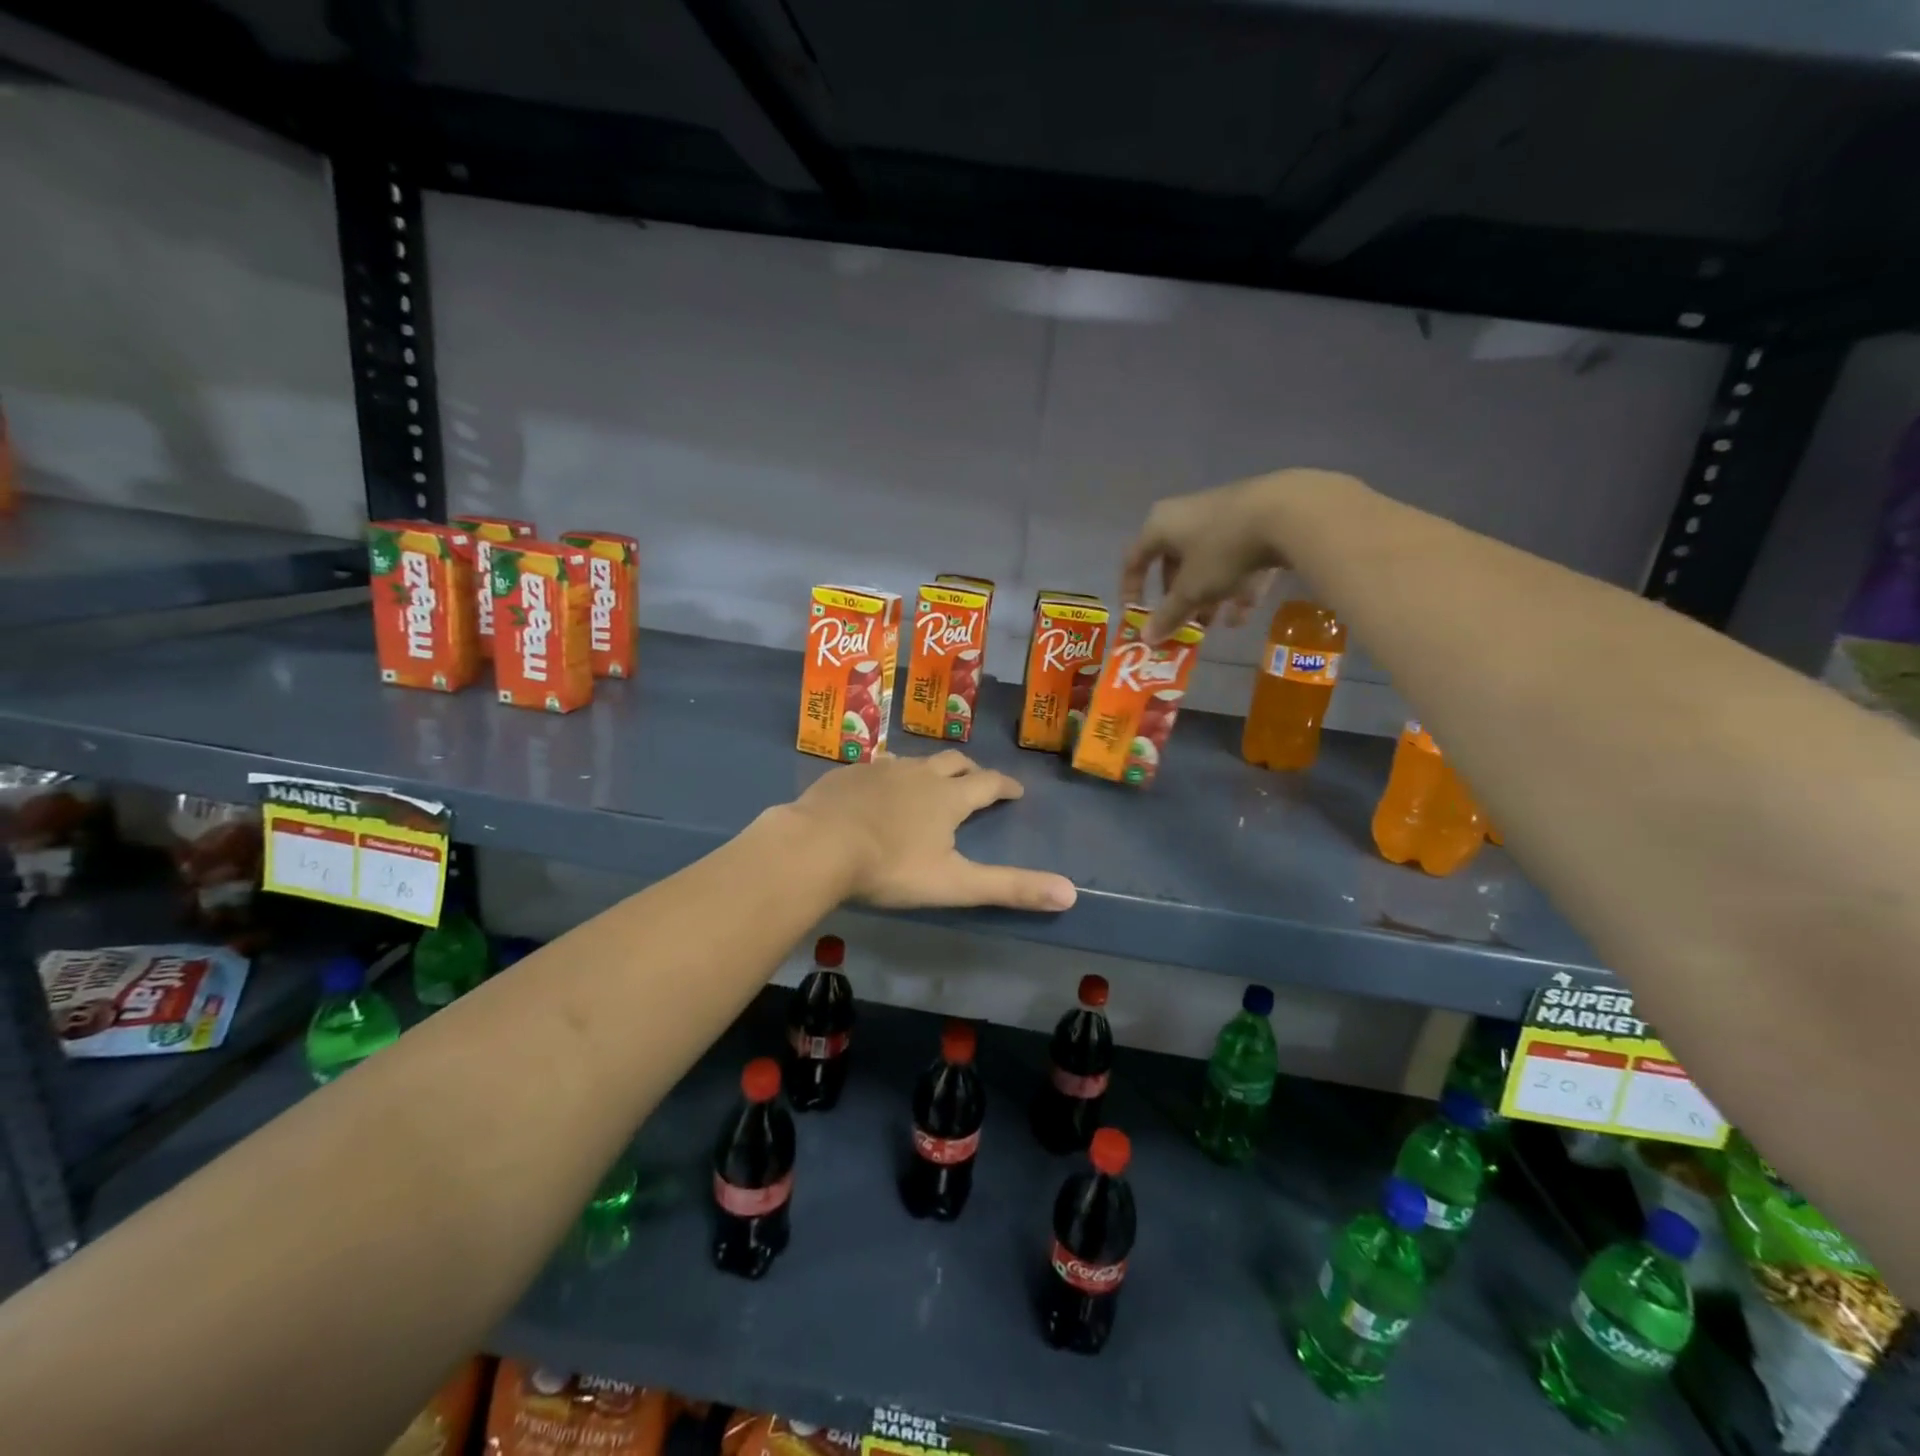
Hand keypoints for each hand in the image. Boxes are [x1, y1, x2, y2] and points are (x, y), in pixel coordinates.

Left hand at [785, 751, 1077, 912]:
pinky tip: (877, 790)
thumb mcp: (955, 883)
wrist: (817, 846)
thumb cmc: (890, 867)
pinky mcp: (847, 775)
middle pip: (953, 762)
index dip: (1005, 786)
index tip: (1016, 790)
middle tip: (977, 780)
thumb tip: (1070, 894)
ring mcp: (879, 770)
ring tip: (929, 782)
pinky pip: (876, 768)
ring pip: (913, 761)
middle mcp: (918, 774)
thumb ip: (1010, 888)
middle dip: (970, 770)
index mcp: (947, 797)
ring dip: (928, 770)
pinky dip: (888, 776)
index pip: (987, 783)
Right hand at [1120, 470, 1352, 641]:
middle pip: (1174, 563)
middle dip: (1179, 598)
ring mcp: (1222, 515)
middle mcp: (1186, 516)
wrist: (1288, 512)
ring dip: (1208, 596)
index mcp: (1160, 525)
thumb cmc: (1222, 550)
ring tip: (1215, 624)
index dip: (1131, 591)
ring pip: (1207, 563)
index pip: (1134, 560)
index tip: (1137, 618)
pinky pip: (1236, 558)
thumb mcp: (1192, 590)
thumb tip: (1146, 638)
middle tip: (1182, 623)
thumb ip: (1169, 615)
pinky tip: (1244, 614)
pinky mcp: (1254, 520)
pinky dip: (1236, 585)